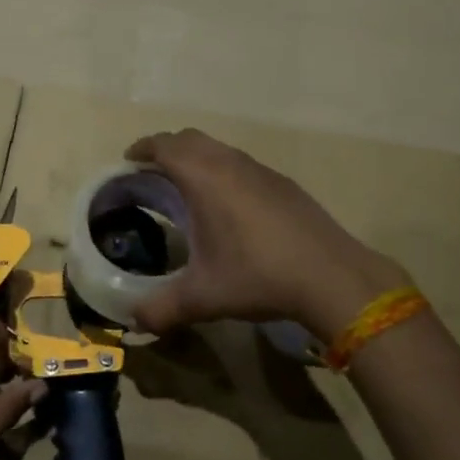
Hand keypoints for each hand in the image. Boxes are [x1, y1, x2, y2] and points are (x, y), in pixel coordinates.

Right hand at [124, 129, 411, 340]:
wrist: (331, 276)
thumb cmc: (258, 276)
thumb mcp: (203, 297)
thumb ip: (163, 308)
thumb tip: (135, 321)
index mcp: (204, 178)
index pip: (164, 146)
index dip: (142, 148)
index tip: (128, 160)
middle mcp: (230, 163)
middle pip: (190, 138)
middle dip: (166, 149)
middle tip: (152, 173)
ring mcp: (260, 170)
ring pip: (219, 149)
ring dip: (197, 158)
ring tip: (187, 188)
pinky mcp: (283, 183)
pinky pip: (241, 164)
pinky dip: (223, 171)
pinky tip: (229, 206)